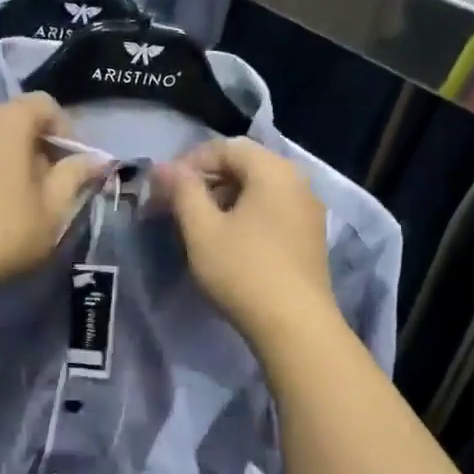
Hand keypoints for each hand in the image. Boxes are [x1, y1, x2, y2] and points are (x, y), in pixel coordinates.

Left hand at [0, 94, 106, 303]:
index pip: (45, 104)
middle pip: (16, 121)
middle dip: (39, 147)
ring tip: (20, 200)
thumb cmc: (5, 229)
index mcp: (8, 120)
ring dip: (11, 161)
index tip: (72, 167)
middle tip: (51, 187)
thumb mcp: (53, 207)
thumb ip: (75, 175)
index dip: (66, 132)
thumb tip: (95, 159)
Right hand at [153, 139, 338, 347]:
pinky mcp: (310, 238)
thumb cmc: (242, 270)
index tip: (163, 189)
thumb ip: (182, 191)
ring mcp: (308, 211)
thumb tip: (164, 167)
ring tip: (196, 227)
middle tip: (174, 207)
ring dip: (223, 200)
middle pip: (244, 167)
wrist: (294, 326)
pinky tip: (227, 243)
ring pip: (258, 191)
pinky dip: (245, 217)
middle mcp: (298, 181)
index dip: (189, 163)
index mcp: (273, 170)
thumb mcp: (202, 229)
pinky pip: (271, 212)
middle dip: (205, 182)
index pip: (226, 147)